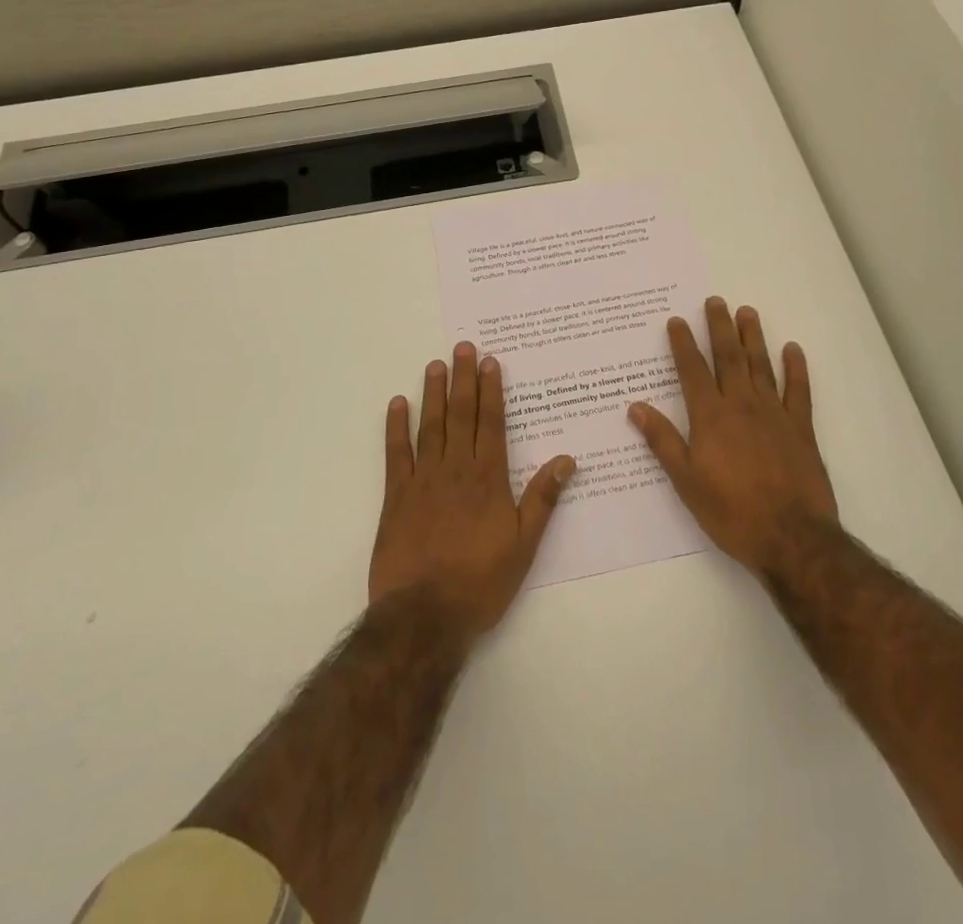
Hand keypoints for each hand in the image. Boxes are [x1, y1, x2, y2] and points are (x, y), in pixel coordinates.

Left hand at [371, 343, 575, 643]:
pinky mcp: (396, 496)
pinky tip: (398, 404)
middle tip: (462, 347)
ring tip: (435, 365)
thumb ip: (543, 499)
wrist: (425, 615)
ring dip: (434, 394)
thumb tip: (567, 459)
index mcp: (488, 478)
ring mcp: (423, 479)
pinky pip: (396, 453)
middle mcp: (456, 469)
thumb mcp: (524, 545)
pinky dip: (396, 427)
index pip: (490, 423)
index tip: (488, 361)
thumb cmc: (480, 582)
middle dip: (463, 379)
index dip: (490, 390)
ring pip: (431, 426)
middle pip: (461, 415)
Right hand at [629, 298, 838, 575]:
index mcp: (710, 417)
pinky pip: (799, 391)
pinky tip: (793, 349)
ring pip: (761, 366)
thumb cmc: (731, 512)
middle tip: (715, 300)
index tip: (677, 320)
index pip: (693, 371)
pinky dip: (796, 368)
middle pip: (729, 358)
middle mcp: (741, 405)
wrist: (791, 537)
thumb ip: (663, 440)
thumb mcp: (685, 481)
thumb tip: (636, 407)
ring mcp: (775, 414)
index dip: (683, 344)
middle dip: (719, 327)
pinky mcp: (801, 429)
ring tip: (747, 312)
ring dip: (753, 337)